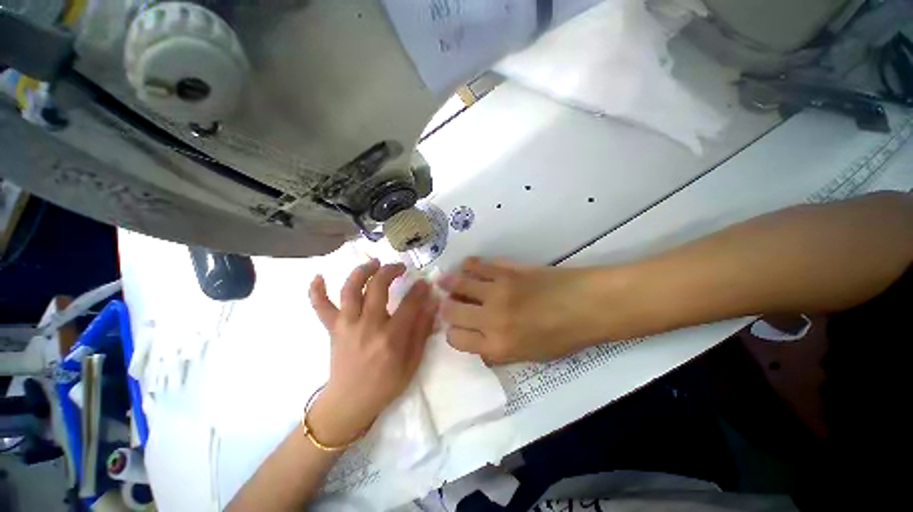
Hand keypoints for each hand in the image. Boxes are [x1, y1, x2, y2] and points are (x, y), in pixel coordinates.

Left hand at [307, 260, 437, 444]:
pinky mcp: (332, 329)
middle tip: (400, 267)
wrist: (349, 404)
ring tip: (373, 262)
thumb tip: (433, 303)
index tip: (425, 282)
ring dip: (362, 271)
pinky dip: (316, 291)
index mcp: (390, 337)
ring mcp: (346, 325)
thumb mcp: (412, 361)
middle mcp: (367, 326)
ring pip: (350, 289)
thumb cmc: (386, 384)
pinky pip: (320, 307)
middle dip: (391, 270)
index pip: (409, 303)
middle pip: (378, 287)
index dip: (419, 289)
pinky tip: (318, 276)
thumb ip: (423, 330)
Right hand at [440, 258, 608, 363]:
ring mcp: (497, 291)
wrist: (587, 305)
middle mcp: (491, 319)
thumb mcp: (529, 356)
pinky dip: (469, 266)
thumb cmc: (562, 336)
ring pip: (459, 284)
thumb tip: (478, 345)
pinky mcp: (506, 270)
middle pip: (451, 311)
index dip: (453, 333)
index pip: (456, 339)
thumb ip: (499, 352)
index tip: (456, 327)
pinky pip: (478, 265)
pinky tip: (468, 267)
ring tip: (443, 280)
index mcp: (497, 345)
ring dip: (449, 283)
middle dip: (446, 308)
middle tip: (448, 303)